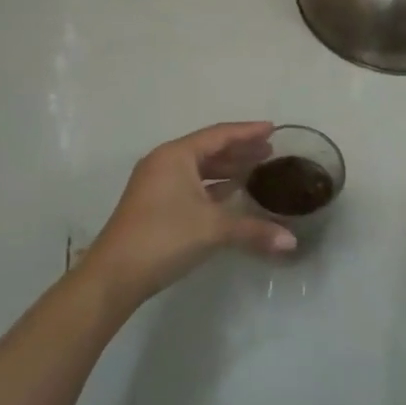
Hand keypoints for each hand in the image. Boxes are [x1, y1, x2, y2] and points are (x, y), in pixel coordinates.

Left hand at [81, 122, 295, 309]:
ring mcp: (156, 184)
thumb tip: (291, 241)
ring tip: (256, 169)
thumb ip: (254, 230)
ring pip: (199, 168)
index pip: (219, 135)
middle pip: (209, 148)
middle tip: (269, 150)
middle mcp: (165, 162)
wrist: (114, 275)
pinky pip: (191, 184)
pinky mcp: (154, 204)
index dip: (247, 131)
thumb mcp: (213, 229)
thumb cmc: (164, 237)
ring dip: (226, 168)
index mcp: (176, 155)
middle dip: (239, 149)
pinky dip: (213, 185)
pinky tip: (231, 192)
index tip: (273, 128)